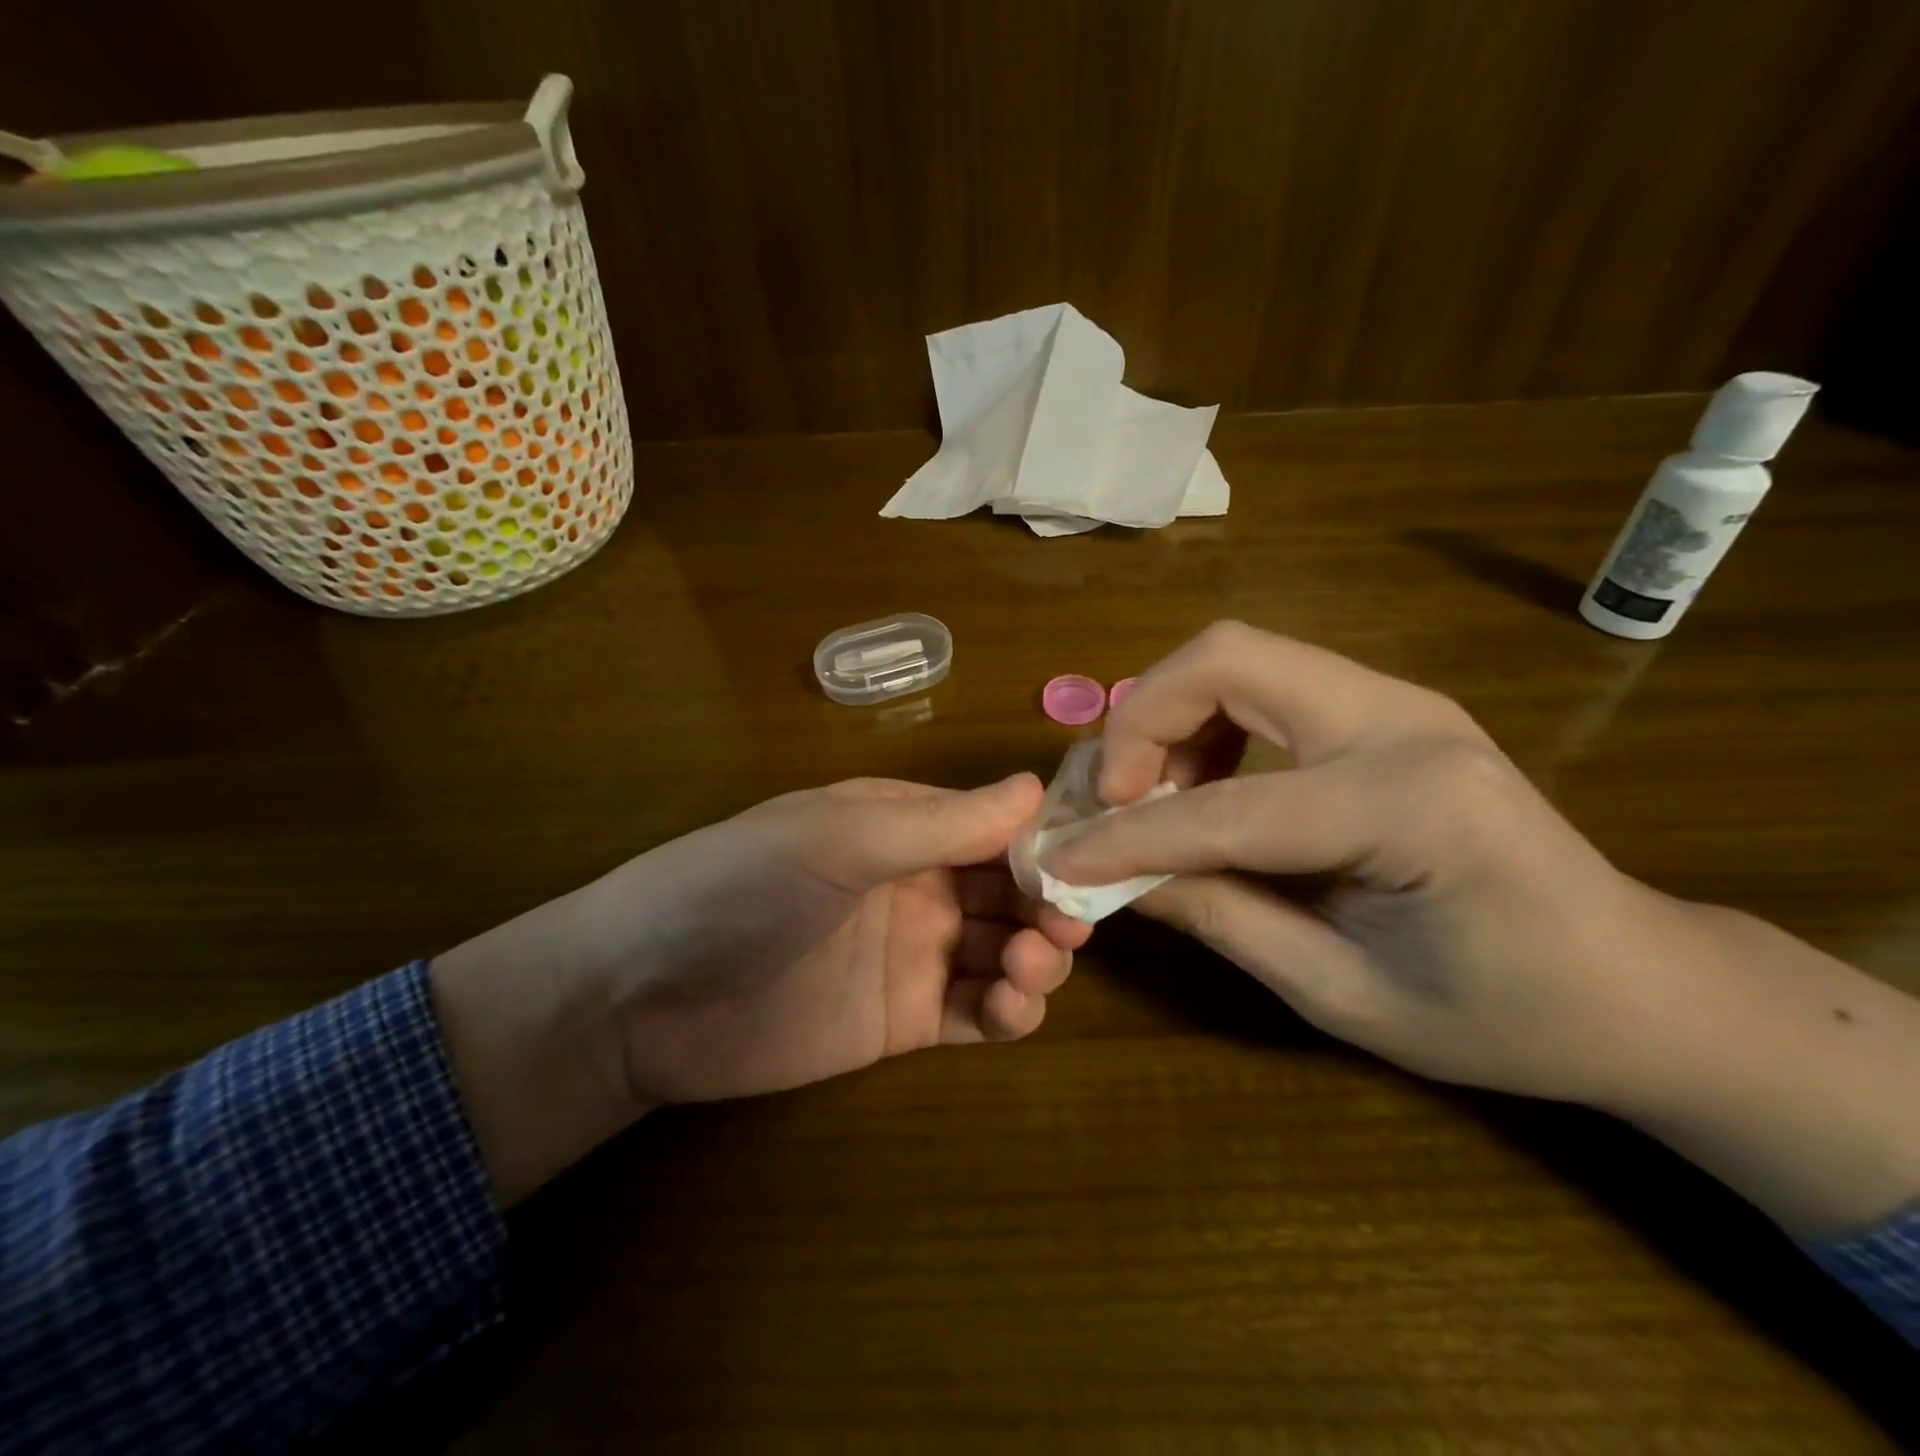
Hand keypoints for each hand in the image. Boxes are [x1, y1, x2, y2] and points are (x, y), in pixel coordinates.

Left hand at [432, 773, 1089, 1202]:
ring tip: (1029, 968)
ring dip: (1035, 958)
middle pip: (1008, 890)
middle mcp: (916, 883)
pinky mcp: (902, 1021)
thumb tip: (1036, 787)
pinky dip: (1008, 1011)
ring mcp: (912, 954)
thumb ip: (939, 822)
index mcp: (902, 826)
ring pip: (1002, 950)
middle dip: (1046, 904)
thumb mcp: (839, 838)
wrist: (644, 995)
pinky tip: (1010, 1006)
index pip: (995, 826)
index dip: (1043, 842)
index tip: (1088, 861)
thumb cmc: (740, 886)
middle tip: (1066, 927)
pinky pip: (975, 1012)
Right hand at [1048, 621, 1696, 1109]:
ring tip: (1150, 795)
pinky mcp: (1382, 708)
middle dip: (1140, 719)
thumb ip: (1220, 916)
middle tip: (1110, 795)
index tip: (1060, 859)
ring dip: (1168, 715)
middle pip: (1226, 657)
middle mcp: (1401, 721)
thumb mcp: (1342, 993)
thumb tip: (1112, 875)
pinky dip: (1205, 722)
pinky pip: (1261, 682)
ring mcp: (1396, 701)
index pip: (1226, 807)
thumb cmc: (1504, 1015)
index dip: (1127, 835)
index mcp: (1409, 804)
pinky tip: (1200, 784)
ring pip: (1237, 656)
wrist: (1636, 981)